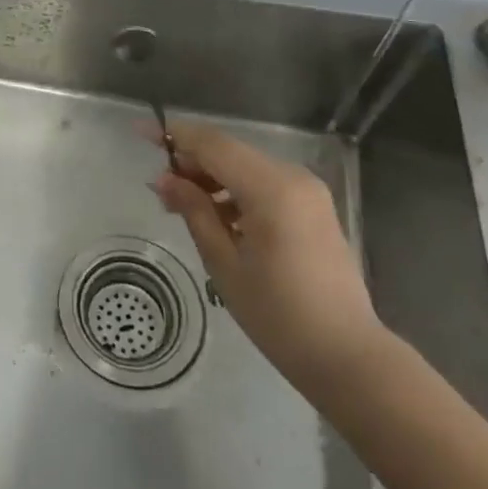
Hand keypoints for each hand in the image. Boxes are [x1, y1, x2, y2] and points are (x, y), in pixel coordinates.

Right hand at [152, 120, 383, 384]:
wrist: (347, 357)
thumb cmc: (279, 314)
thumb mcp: (224, 263)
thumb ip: (193, 211)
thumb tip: (163, 179)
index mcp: (271, 188)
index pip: (213, 144)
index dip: (174, 135)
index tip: (140, 131)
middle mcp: (292, 178)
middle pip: (229, 151)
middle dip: (190, 160)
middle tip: (158, 186)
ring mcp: (307, 191)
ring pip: (245, 166)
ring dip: (211, 177)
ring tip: (179, 205)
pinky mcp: (312, 207)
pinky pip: (263, 184)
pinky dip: (234, 191)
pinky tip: (213, 216)